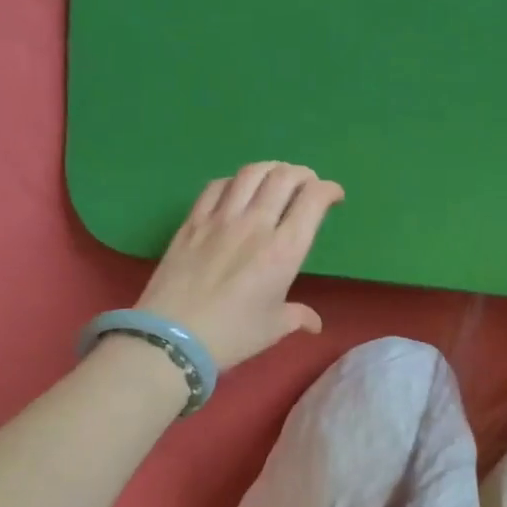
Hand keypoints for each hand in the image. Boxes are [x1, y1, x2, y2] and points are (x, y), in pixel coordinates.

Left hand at [135, 162, 344, 370]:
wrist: (172, 338)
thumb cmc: (231, 335)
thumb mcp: (273, 328)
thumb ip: (298, 316)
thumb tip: (314, 324)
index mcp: (284, 250)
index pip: (313, 200)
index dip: (329, 190)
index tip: (334, 196)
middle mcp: (256, 225)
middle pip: (285, 177)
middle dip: (304, 174)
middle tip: (308, 184)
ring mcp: (221, 219)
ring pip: (251, 173)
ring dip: (271, 168)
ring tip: (277, 176)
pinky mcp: (193, 221)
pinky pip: (216, 186)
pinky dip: (234, 180)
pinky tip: (237, 189)